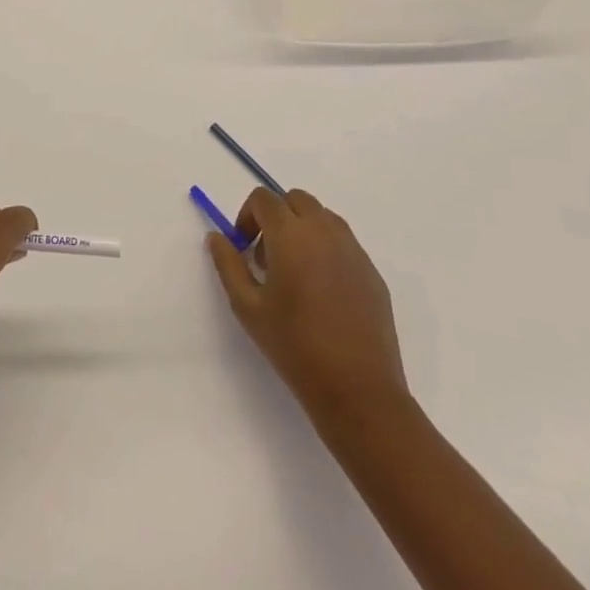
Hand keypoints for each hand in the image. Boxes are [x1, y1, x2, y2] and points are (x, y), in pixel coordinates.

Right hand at [206, 187, 408, 425]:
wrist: (358, 391)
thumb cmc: (295, 347)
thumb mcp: (247, 307)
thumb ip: (228, 264)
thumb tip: (217, 237)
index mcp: (291, 233)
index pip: (264, 198)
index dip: (248, 216)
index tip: (244, 247)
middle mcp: (324, 230)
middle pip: (295, 199)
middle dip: (276, 216)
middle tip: (267, 257)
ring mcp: (353, 249)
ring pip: (322, 216)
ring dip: (302, 228)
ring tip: (295, 273)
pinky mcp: (371, 271)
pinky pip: (343, 242)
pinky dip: (326, 249)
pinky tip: (323, 292)